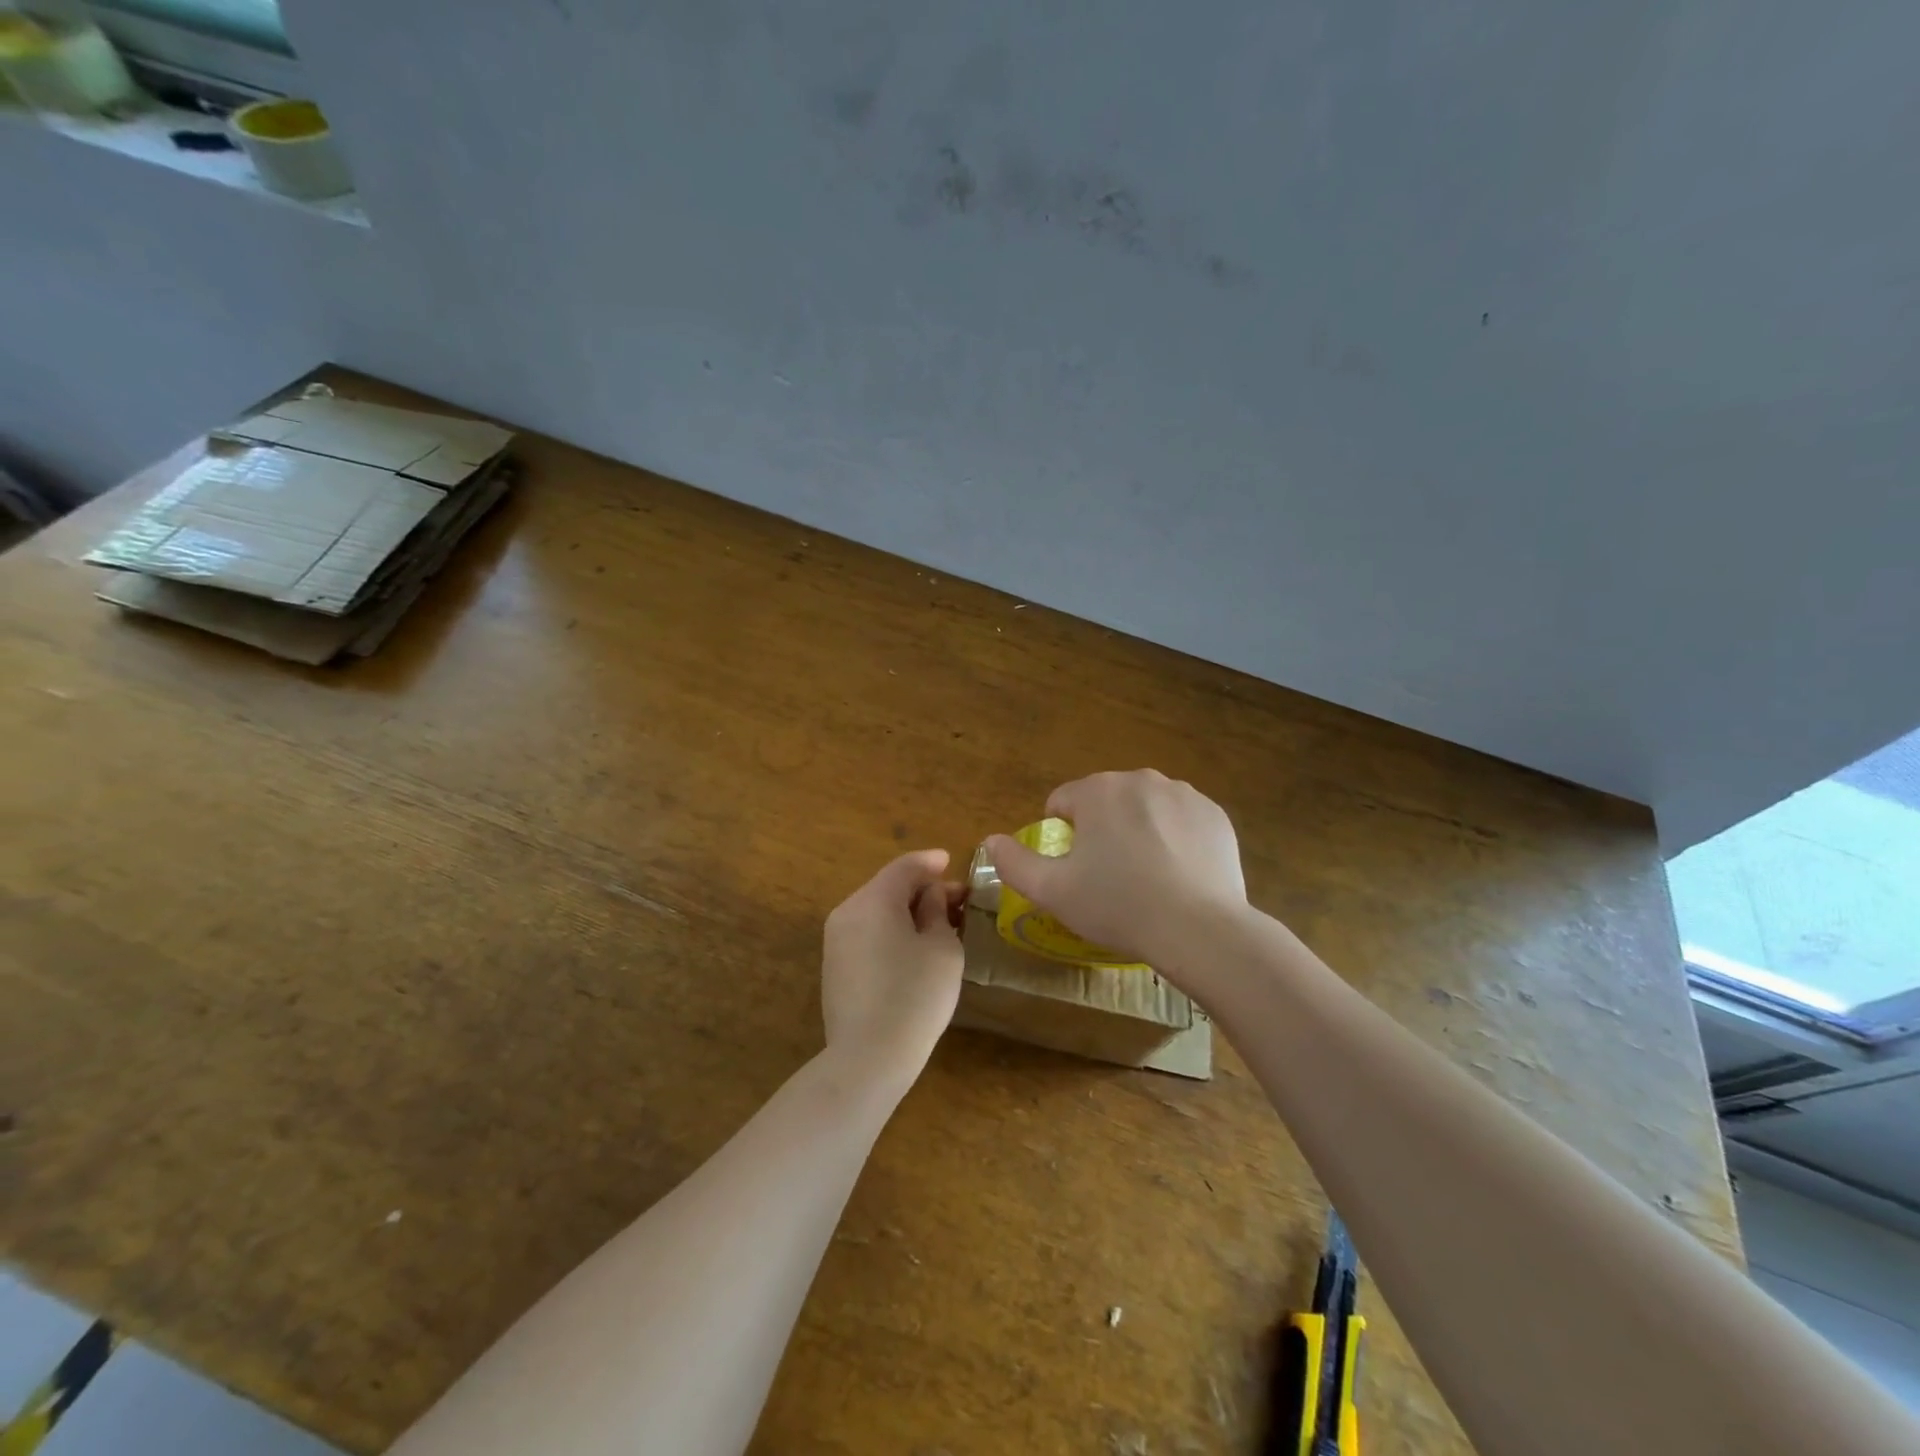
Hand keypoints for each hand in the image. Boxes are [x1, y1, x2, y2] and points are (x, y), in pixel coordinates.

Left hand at [821, 849, 965, 1090]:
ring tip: (939, 925)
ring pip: (876, 912)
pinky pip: (867, 935)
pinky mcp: (834, 968)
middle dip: (922, 890)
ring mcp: (835, 942)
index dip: (930, 862)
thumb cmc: (915, 995)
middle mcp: (847, 912)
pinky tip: (913, 949)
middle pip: (888, 888)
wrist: (868, 1058)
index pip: (904, 867)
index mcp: (873, 900)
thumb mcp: (942, 948)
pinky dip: (891, 931)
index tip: (951, 862)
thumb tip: (930, 896)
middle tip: (956, 901)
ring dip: (907, 912)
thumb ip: (937, 911)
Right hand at [985, 770, 1247, 972]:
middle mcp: (1140, 779)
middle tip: (1109, 878)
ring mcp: (1183, 794)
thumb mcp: (1052, 891)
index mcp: (1097, 791)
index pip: (1062, 802)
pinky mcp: (1215, 814)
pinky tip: (1178, 875)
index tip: (1074, 871)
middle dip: (1101, 830)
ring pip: (1144, 809)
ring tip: (1146, 878)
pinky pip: (1181, 821)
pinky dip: (1175, 839)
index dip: (1061, 837)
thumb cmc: (1117, 906)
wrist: (1199, 929)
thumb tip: (991, 841)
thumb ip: (1013, 863)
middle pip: (1105, 802)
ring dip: (1138, 831)